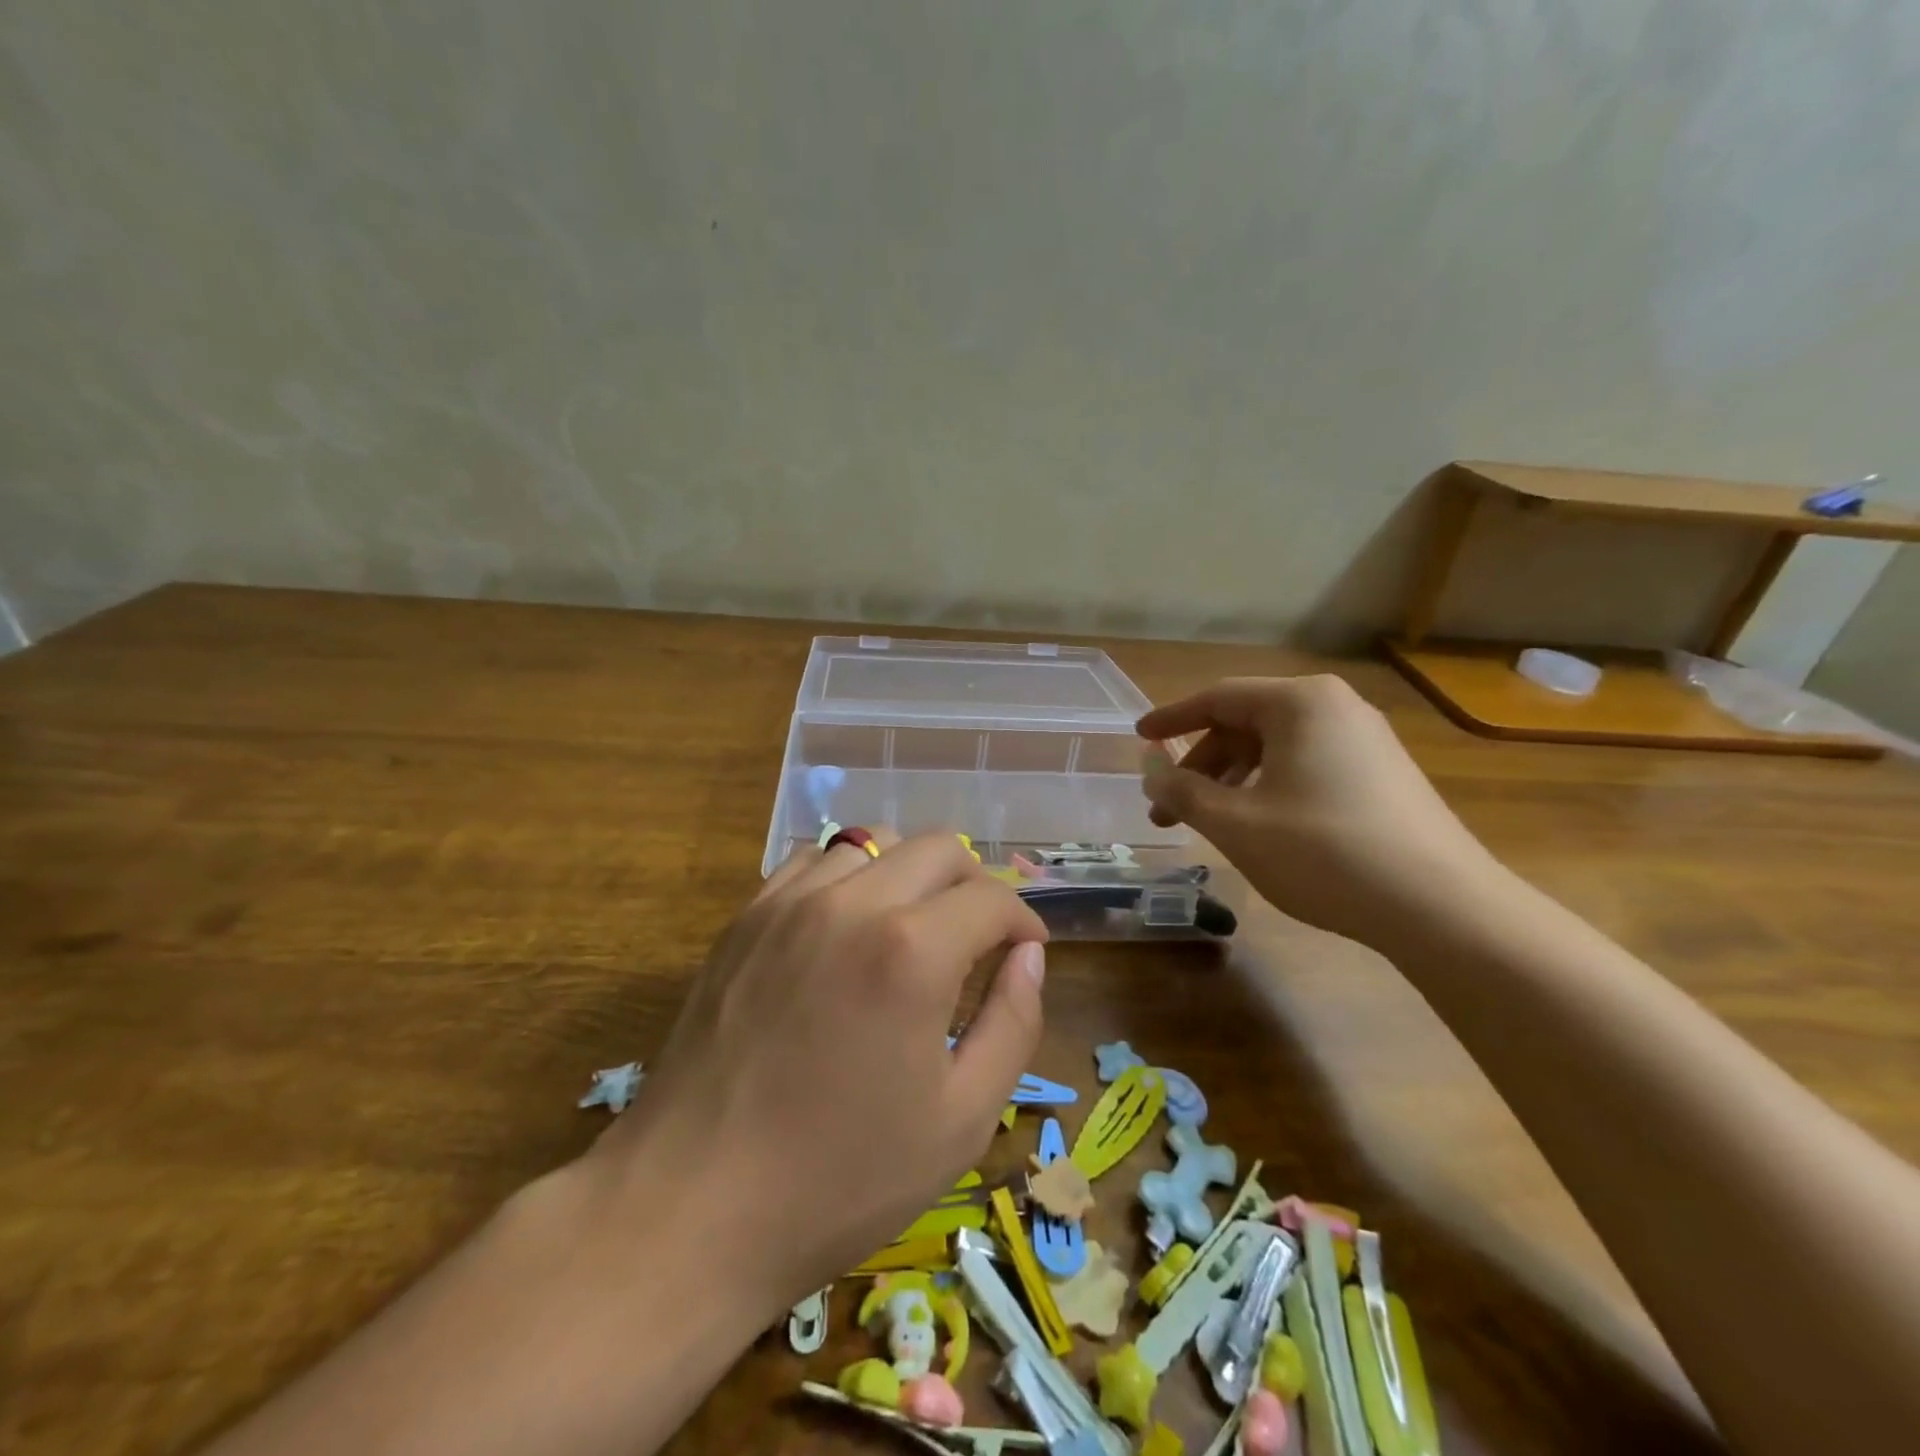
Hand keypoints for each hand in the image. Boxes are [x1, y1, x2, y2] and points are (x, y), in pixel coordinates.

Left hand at [591, 831, 1047, 1318]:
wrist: (692, 1206)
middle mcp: (852, 903)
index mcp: (912, 951)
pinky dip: (849, 876)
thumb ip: (1012, 1023)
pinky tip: (848, 925)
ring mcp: (790, 902)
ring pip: (874, 843)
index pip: (991, 899)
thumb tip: (1028, 955)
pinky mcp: (747, 917)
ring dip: (911, 873)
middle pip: (939, 848)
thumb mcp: (961, 1120)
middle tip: (980, 935)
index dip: (1024, 920)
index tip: (1027, 949)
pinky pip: (814, 862)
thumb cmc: (840, 1179)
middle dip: (975, 884)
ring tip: (915, 925)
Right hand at [1137, 676, 1500, 945]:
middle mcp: (1335, 708)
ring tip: (1208, 825)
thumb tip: (1150, 771)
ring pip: (1276, 750)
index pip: (1217, 698)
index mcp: (1300, 702)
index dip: (1171, 720)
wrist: (1441, 908)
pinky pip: (1306, 768)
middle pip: (1246, 725)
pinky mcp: (1383, 776)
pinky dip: (1268, 790)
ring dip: (1231, 783)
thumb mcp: (1235, 823)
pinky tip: (1258, 829)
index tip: (1138, 740)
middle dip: (1200, 767)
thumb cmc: (1323, 852)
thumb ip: (1181, 791)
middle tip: (1167, 810)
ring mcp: (1366, 741)